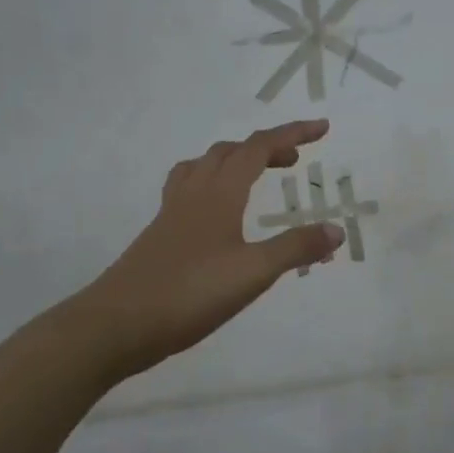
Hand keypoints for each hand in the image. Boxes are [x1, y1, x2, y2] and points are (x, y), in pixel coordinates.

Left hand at [84, 119, 343, 375]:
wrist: (117, 324)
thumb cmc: (189, 293)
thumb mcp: (253, 273)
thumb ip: (296, 248)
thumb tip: (337, 230)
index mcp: (219, 193)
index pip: (259, 148)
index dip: (292, 133)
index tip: (322, 128)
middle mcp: (194, 193)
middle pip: (230, 152)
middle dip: (265, 148)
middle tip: (294, 161)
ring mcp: (171, 213)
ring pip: (203, 166)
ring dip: (233, 160)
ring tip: (252, 176)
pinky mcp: (159, 234)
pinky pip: (187, 189)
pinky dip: (210, 184)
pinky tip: (215, 215)